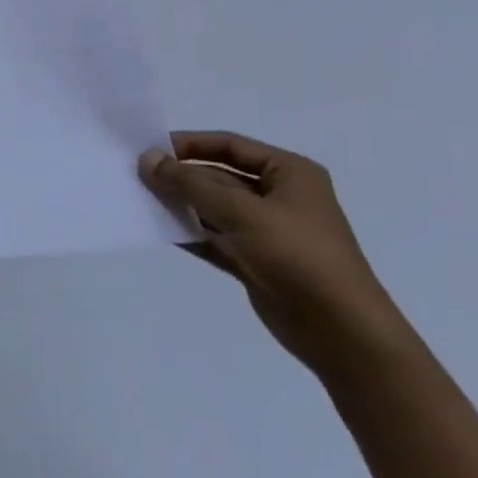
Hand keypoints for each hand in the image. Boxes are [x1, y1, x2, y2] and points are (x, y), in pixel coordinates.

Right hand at [140, 132, 404, 375]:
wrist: (341, 332)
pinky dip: (189, 233)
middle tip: (136, 176)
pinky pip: (215, 238)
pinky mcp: (255, 261)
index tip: (150, 149)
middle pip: (219, 176)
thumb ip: (190, 184)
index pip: (230, 145)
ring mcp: (267, 231)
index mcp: (289, 173)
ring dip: (180, 205)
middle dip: (181, 178)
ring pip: (214, 209)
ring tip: (139, 200)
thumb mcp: (240, 211)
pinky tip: (158, 229)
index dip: (189, 144)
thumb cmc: (297, 255)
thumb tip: (148, 158)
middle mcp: (279, 197)